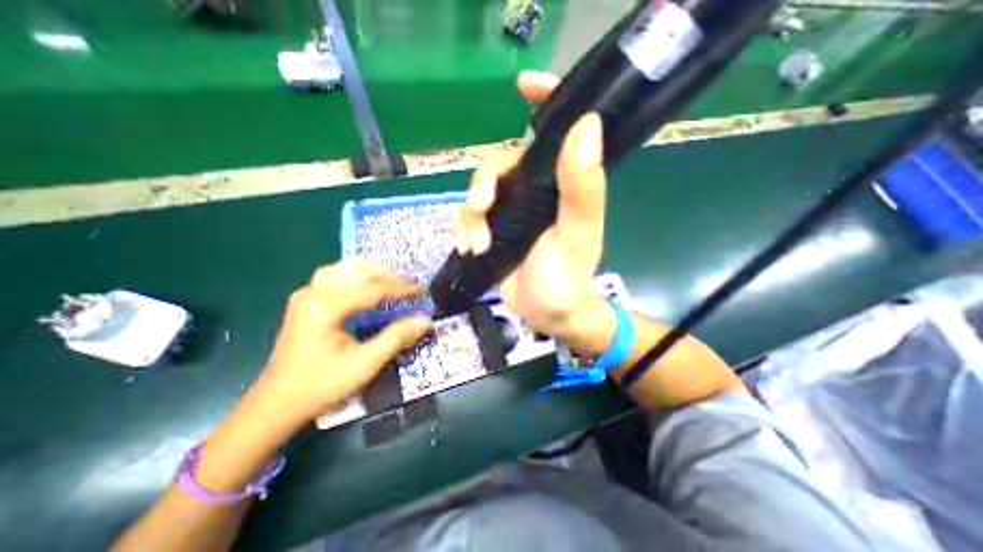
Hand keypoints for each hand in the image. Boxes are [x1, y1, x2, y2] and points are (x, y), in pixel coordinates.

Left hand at [256, 259, 431, 423]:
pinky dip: (355, 276)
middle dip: (387, 276)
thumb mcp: (365, 364)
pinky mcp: (304, 301)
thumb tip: (425, 320)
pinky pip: (334, 276)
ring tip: (391, 283)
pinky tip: (365, 286)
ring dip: (370, 272)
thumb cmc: (321, 386)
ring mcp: (305, 295)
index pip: (373, 288)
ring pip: (343, 269)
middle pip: (357, 271)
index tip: (423, 289)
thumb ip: (397, 337)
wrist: (276, 404)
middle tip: (409, 287)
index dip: (401, 288)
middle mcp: (313, 293)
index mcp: (325, 307)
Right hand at [452, 72, 607, 337]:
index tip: (522, 83)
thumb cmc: (566, 277)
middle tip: (481, 210)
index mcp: (559, 184)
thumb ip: (582, 186)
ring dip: (470, 215)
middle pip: (499, 166)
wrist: (545, 313)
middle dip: (483, 185)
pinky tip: (468, 247)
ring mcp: (510, 211)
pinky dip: (463, 228)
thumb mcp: (577, 233)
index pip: (554, 133)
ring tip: (476, 244)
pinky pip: (468, 217)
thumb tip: (587, 123)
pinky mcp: (492, 230)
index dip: (543, 101)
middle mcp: (534, 191)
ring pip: (478, 192)